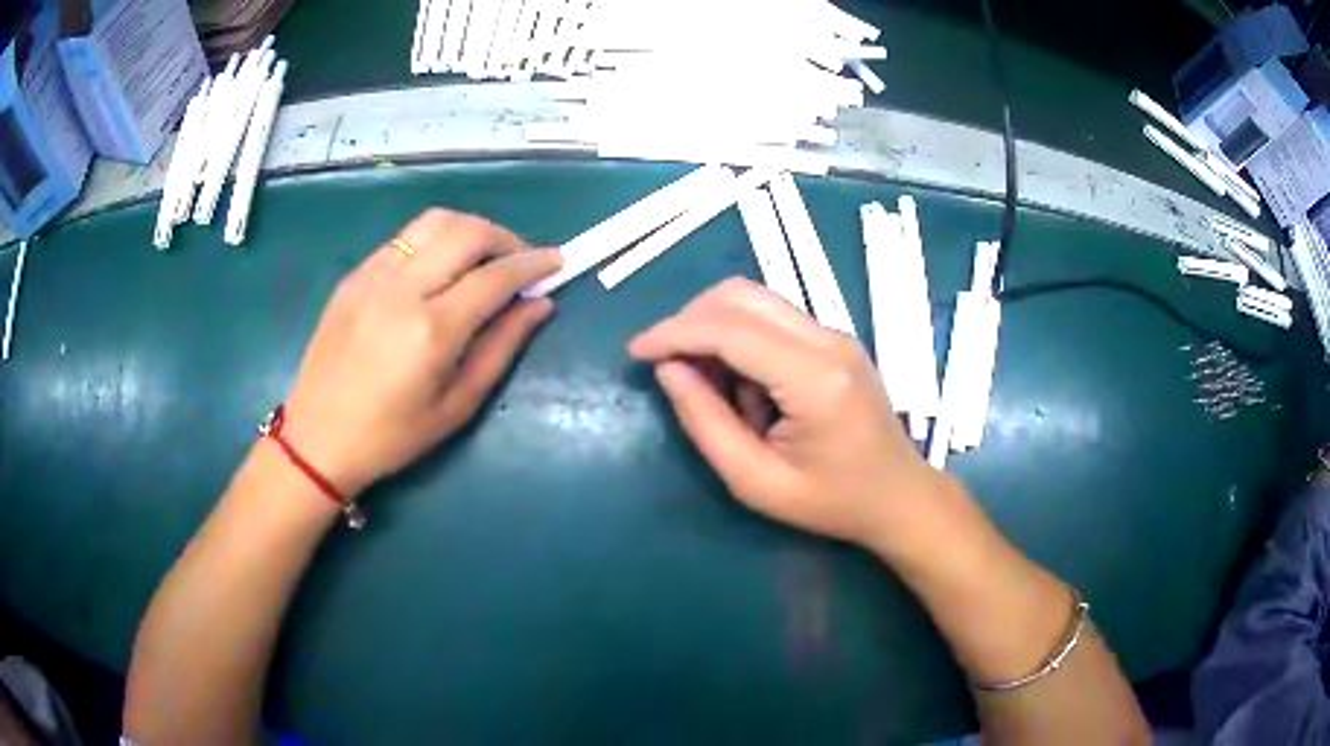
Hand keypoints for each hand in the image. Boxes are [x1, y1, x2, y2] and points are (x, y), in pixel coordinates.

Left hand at [282, 209, 561, 494]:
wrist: (317, 437)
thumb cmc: (391, 436)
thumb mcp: (456, 406)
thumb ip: (501, 348)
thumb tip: (540, 306)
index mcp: (431, 330)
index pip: (495, 276)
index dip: (533, 263)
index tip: (557, 261)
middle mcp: (402, 290)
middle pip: (466, 231)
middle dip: (505, 237)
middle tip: (520, 260)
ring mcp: (372, 276)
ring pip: (433, 221)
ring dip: (469, 229)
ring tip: (482, 257)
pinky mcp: (354, 275)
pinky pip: (404, 238)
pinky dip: (434, 241)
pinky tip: (439, 268)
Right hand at [629, 278, 953, 555]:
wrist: (898, 497)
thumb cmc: (831, 502)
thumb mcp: (756, 482)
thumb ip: (707, 424)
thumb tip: (668, 370)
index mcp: (815, 380)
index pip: (731, 330)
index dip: (674, 332)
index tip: (635, 352)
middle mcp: (829, 341)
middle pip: (742, 296)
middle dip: (690, 319)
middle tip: (664, 363)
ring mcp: (836, 335)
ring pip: (756, 299)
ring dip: (715, 326)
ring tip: (706, 381)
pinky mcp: (834, 339)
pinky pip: (773, 318)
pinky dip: (740, 336)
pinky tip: (740, 382)